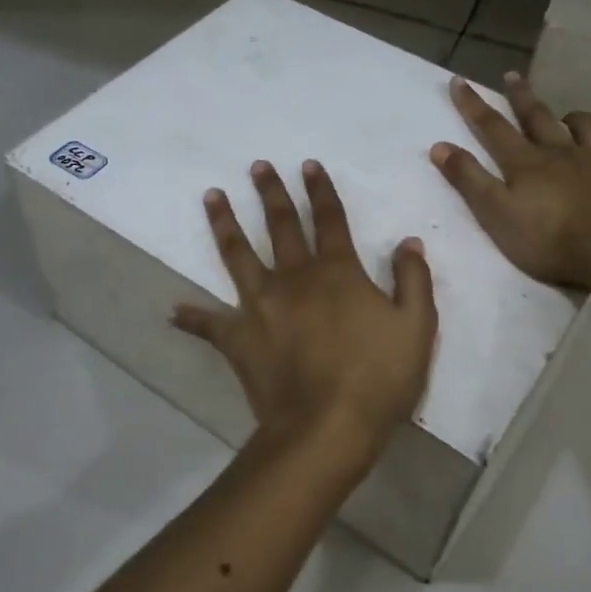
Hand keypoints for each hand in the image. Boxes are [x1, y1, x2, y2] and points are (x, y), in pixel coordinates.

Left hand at [174, 160, 438, 456]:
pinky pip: (209, 325)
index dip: (320, 190)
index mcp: (336, 272)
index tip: (307, 165)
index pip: (329, 219)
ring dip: (225, 223)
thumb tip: (408, 242)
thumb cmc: (378, 377)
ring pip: (238, 255)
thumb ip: (413, 280)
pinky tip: (173, 311)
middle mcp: (293, 278)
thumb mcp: (416, 327)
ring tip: (211, 196)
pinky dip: (192, 318)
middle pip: (280, 225)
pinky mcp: (237, 338)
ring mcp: (259, 306)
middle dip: (271, 193)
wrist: (327, 426)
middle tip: (257, 166)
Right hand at [430, 72, 590, 288]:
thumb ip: (469, 180)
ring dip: (572, 118)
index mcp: (526, 163)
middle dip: (521, 96)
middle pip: (538, 117)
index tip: (459, 81)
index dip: (473, 105)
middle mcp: (562, 152)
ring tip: (566, 116)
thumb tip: (439, 146)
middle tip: (512, 76)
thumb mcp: (496, 213)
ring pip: (585, 126)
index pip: (493, 127)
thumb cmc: (549, 240)